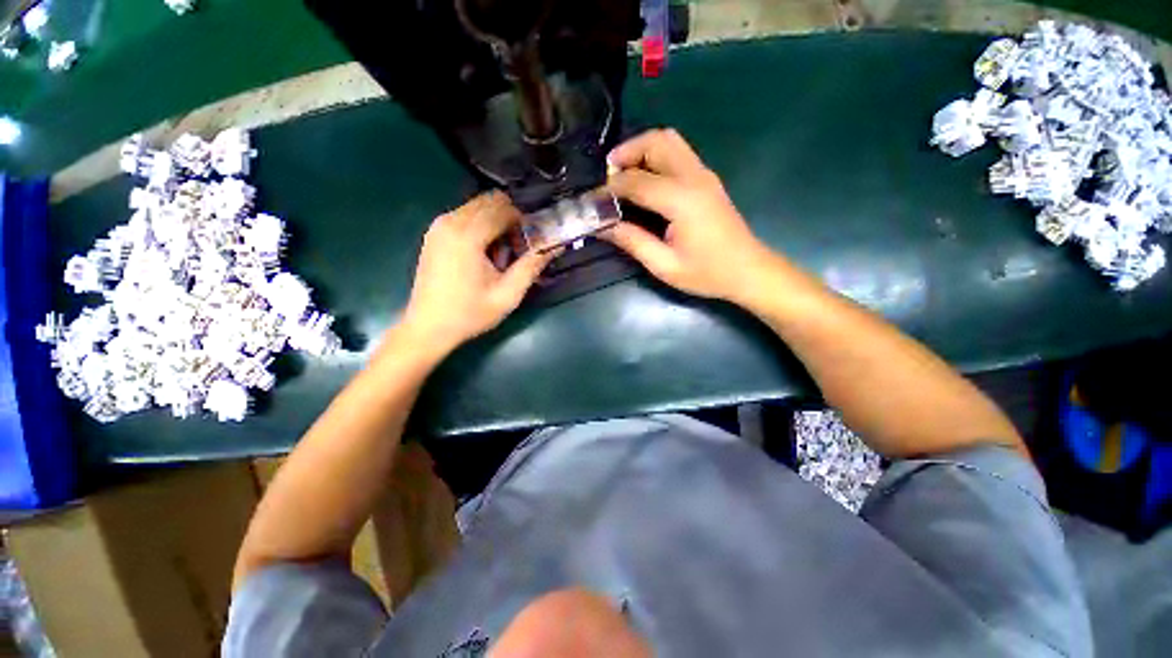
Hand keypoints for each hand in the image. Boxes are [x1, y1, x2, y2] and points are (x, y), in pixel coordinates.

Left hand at [401, 192, 555, 354]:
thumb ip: (531, 266)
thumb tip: (554, 246)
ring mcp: (439, 226)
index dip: (523, 223)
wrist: (429, 326)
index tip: (530, 244)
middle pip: (489, 201)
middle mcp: (450, 222)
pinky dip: (481, 225)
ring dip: (495, 221)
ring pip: (477, 206)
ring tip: (501, 253)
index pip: (503, 209)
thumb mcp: (508, 294)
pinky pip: (464, 215)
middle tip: (517, 247)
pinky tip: (484, 252)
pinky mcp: (435, 233)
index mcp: (468, 236)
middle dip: (509, 218)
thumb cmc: (470, 313)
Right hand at [603, 129, 773, 301]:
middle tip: (608, 176)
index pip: (636, 181)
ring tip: (624, 174)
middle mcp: (694, 177)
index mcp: (682, 200)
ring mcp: (704, 175)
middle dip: (626, 152)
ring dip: (642, 149)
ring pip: (669, 140)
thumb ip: (632, 241)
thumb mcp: (664, 265)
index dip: (610, 188)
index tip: (592, 200)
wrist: (748, 270)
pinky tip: (645, 180)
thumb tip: (602, 226)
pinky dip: (656, 156)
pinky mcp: (707, 179)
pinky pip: (678, 152)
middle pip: (656, 142)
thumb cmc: (707, 273)